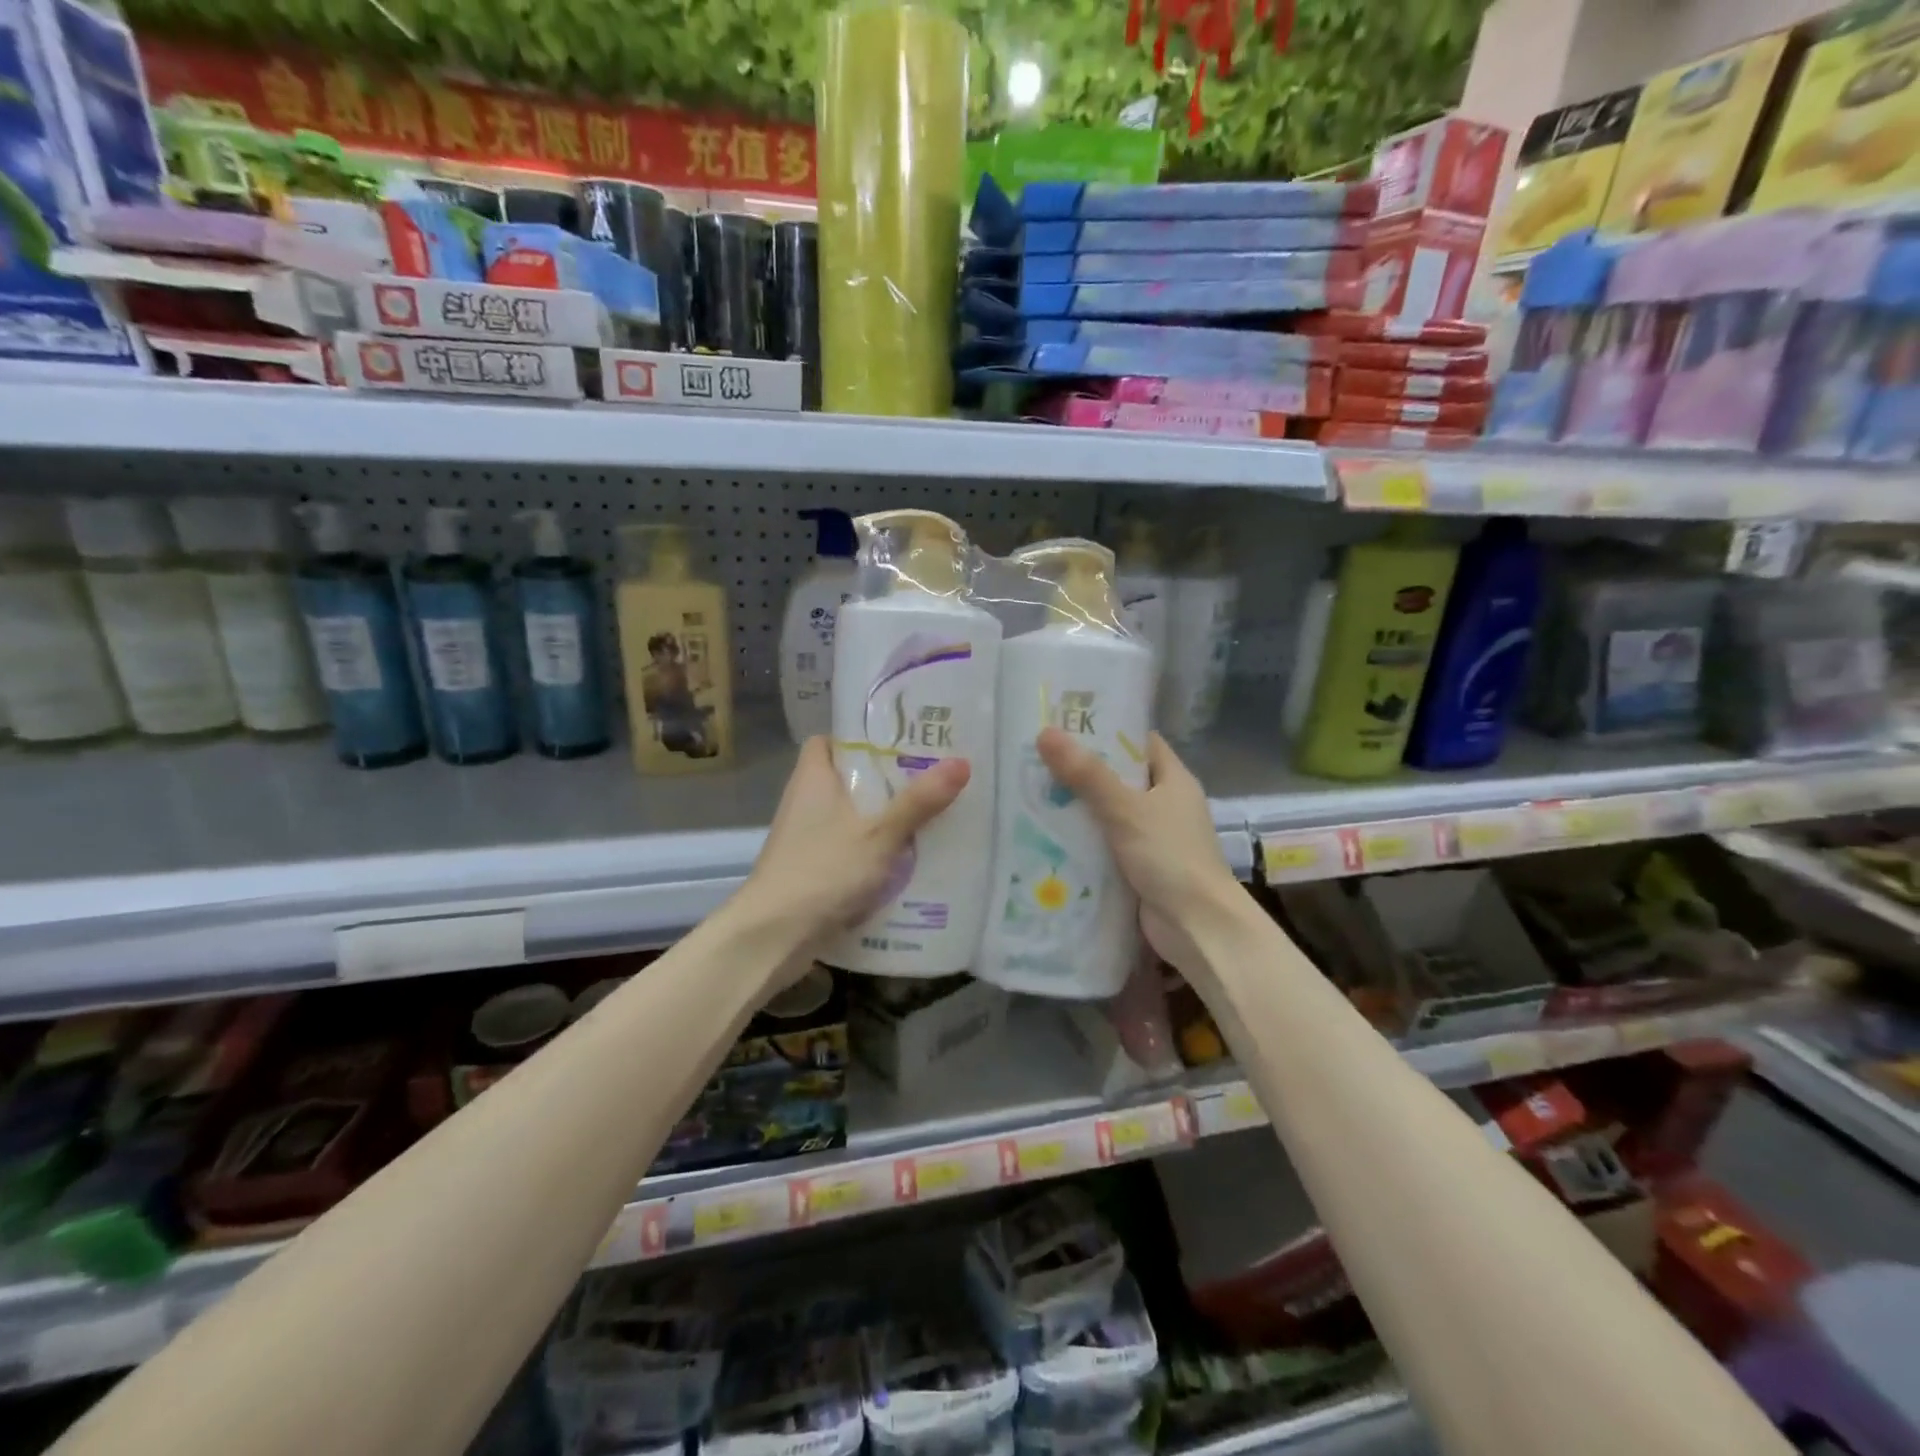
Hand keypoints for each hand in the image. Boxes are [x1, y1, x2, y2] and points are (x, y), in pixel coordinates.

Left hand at [744, 735, 969, 952]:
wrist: (773, 936)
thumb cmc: (823, 871)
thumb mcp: (879, 834)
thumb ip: (918, 801)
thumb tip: (962, 762)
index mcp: (813, 778)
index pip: (828, 740)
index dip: (859, 737)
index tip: (899, 741)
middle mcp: (805, 802)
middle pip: (847, 779)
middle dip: (885, 780)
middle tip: (930, 777)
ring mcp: (806, 839)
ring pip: (851, 817)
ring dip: (883, 818)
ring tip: (929, 815)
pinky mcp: (811, 870)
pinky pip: (848, 848)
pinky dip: (873, 850)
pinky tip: (906, 859)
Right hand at [1036, 727, 1247, 976]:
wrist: (1197, 927)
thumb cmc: (1170, 856)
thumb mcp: (1125, 809)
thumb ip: (1086, 774)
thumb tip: (1046, 733)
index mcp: (1173, 780)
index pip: (1139, 742)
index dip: (1107, 730)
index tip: (1066, 724)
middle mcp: (1165, 805)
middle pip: (1119, 779)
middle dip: (1081, 772)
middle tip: (1036, 759)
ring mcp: (1153, 839)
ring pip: (1108, 814)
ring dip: (1077, 809)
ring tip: (1031, 793)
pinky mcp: (1139, 868)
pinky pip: (1105, 846)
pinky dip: (1082, 842)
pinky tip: (1046, 837)